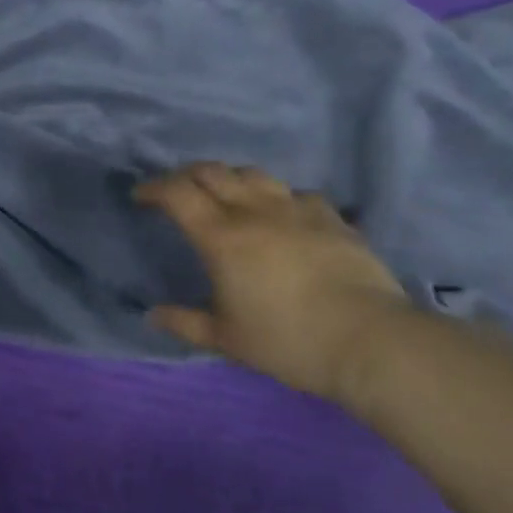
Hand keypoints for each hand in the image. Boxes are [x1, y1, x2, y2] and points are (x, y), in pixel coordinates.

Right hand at [136, 163, 410, 402]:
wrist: (371, 342)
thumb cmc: (289, 340)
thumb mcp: (227, 339)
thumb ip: (185, 323)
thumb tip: (153, 315)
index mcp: (220, 236)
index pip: (176, 193)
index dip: (153, 188)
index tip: (140, 197)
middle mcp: (254, 211)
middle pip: (211, 171)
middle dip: (185, 176)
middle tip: (177, 192)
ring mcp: (296, 210)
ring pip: (253, 174)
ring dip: (229, 179)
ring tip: (226, 196)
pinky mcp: (331, 218)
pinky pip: (295, 194)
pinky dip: (276, 198)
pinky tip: (281, 215)